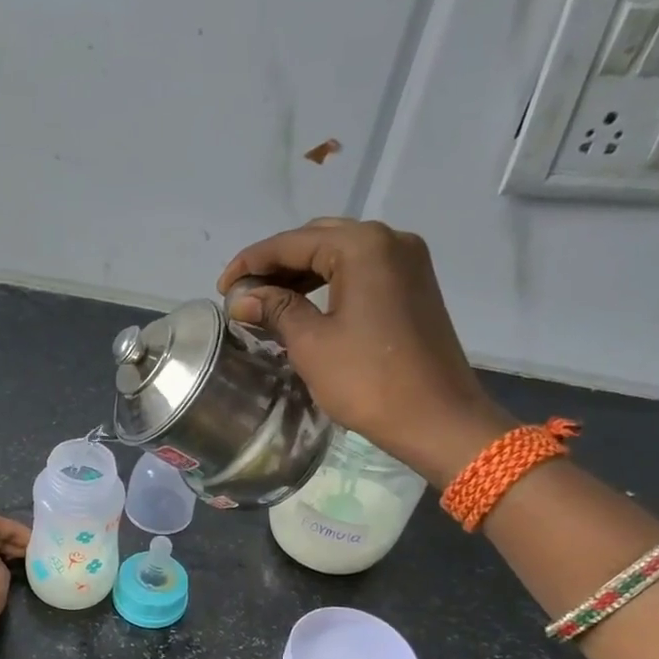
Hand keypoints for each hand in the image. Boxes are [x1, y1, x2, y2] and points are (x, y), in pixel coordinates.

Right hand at [217, 217, 512, 484]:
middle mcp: (390, 240)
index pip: (293, 242)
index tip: (221, 287)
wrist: (436, 418)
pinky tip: (304, 305)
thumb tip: (242, 298)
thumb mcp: (311, 344)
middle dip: (276, 264)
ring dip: (301, 274)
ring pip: (340, 254)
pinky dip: (328, 283)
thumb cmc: (368, 381)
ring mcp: (407, 262)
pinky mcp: (413, 286)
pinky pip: (361, 271)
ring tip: (266, 301)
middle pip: (318, 239)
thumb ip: (275, 310)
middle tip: (243, 294)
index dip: (251, 262)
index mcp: (363, 246)